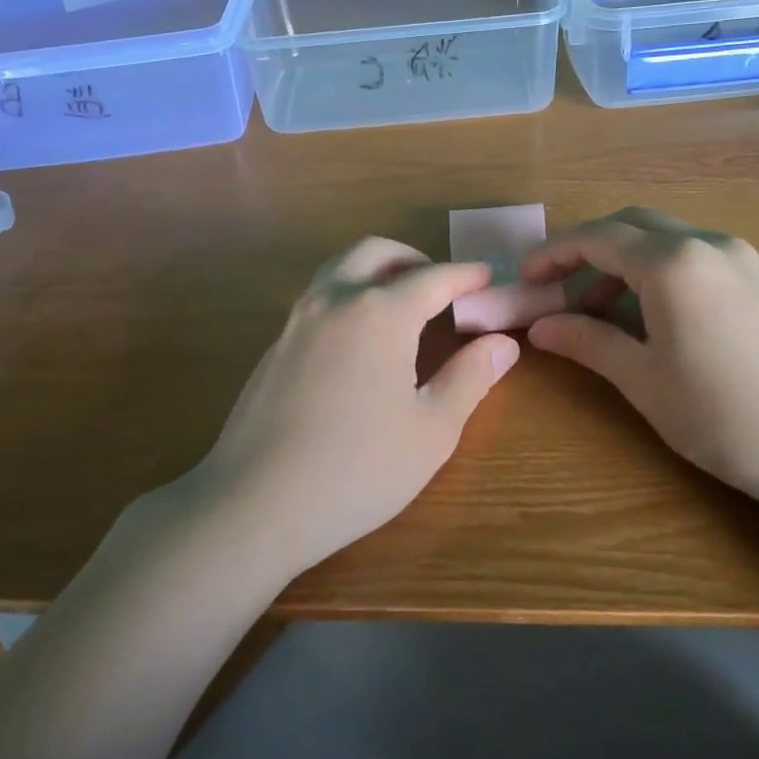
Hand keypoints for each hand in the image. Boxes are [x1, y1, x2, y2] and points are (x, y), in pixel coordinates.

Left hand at [187, 238, 519, 576]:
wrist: (255, 504)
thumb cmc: (358, 470)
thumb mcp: (431, 430)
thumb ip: (470, 378)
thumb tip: (503, 342)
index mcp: (379, 314)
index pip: (432, 278)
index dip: (465, 276)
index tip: (488, 278)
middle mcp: (333, 302)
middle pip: (375, 253)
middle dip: (413, 260)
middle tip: (440, 287)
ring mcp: (295, 322)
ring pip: (338, 270)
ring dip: (374, 272)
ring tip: (402, 307)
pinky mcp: (273, 348)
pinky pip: (317, 300)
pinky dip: (347, 297)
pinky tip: (358, 342)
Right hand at [522, 208, 758, 517]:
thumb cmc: (726, 416)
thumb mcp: (644, 381)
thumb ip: (588, 342)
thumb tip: (540, 326)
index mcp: (673, 263)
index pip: (598, 238)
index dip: (554, 253)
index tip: (524, 279)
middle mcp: (707, 244)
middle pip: (631, 225)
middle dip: (586, 249)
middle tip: (556, 288)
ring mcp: (740, 259)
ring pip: (663, 239)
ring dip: (621, 261)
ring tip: (596, 311)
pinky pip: (691, 257)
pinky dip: (655, 272)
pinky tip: (648, 315)